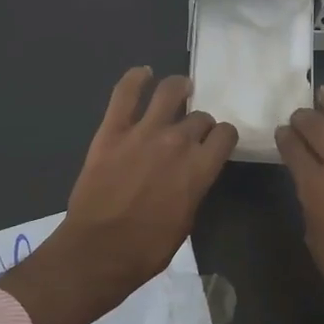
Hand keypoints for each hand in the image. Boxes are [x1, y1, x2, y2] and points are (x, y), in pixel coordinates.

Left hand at [0, 68, 236, 323]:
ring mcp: (144, 131)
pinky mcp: (112, 129)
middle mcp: (178, 141)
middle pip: (200, 117)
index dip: (223, 136)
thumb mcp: (187, 220)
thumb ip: (194, 187)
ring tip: (180, 89)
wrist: (98, 251)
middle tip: (191, 131)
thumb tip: (192, 173)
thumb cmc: (148, 248)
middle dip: (200, 123)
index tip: (217, 142)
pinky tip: (143, 73)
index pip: (225, 134)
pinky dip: (136, 78)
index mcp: (201, 167)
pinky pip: (125, 93)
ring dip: (179, 88)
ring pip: (170, 92)